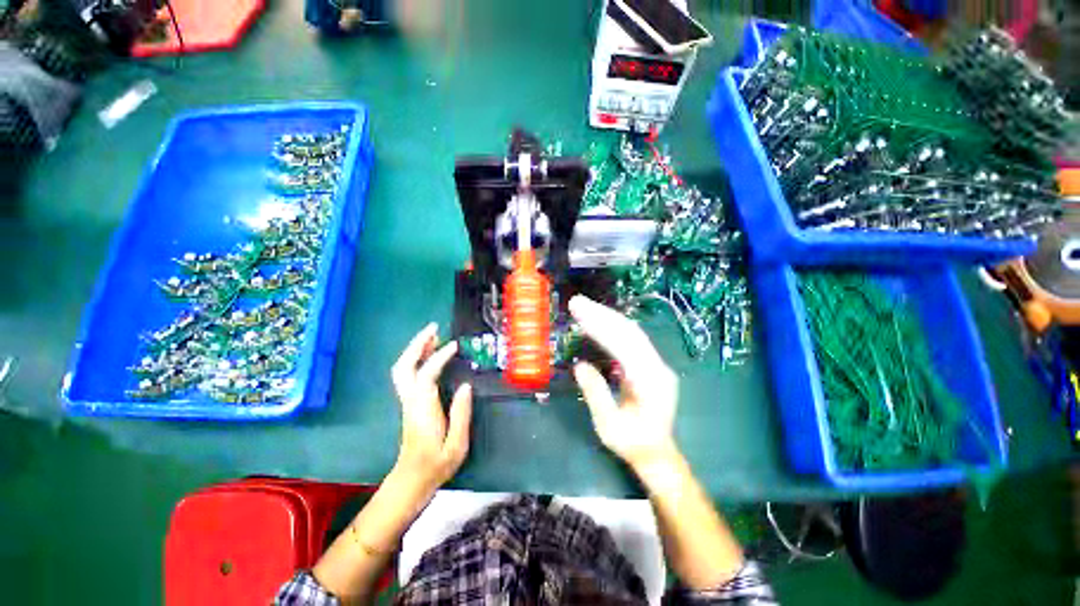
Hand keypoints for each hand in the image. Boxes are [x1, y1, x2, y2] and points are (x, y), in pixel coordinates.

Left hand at [390, 323, 471, 492]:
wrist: (412, 481)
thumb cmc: (436, 465)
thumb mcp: (457, 445)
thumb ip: (461, 415)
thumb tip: (466, 386)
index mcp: (423, 410)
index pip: (426, 375)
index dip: (439, 357)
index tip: (455, 346)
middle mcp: (411, 401)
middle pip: (404, 366)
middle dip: (417, 344)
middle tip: (434, 328)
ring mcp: (407, 401)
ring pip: (402, 369)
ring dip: (415, 349)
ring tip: (434, 335)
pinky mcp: (408, 403)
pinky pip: (408, 374)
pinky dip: (416, 359)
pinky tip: (430, 354)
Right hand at [569, 295, 679, 470]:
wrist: (658, 454)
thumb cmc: (632, 444)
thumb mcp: (609, 426)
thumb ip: (596, 394)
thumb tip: (580, 365)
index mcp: (649, 381)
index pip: (623, 344)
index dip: (599, 325)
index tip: (579, 311)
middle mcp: (657, 367)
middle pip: (629, 331)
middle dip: (601, 314)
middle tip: (577, 302)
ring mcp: (656, 364)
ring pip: (631, 332)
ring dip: (606, 316)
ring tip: (583, 306)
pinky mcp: (650, 364)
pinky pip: (631, 340)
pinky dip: (612, 327)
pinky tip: (597, 321)